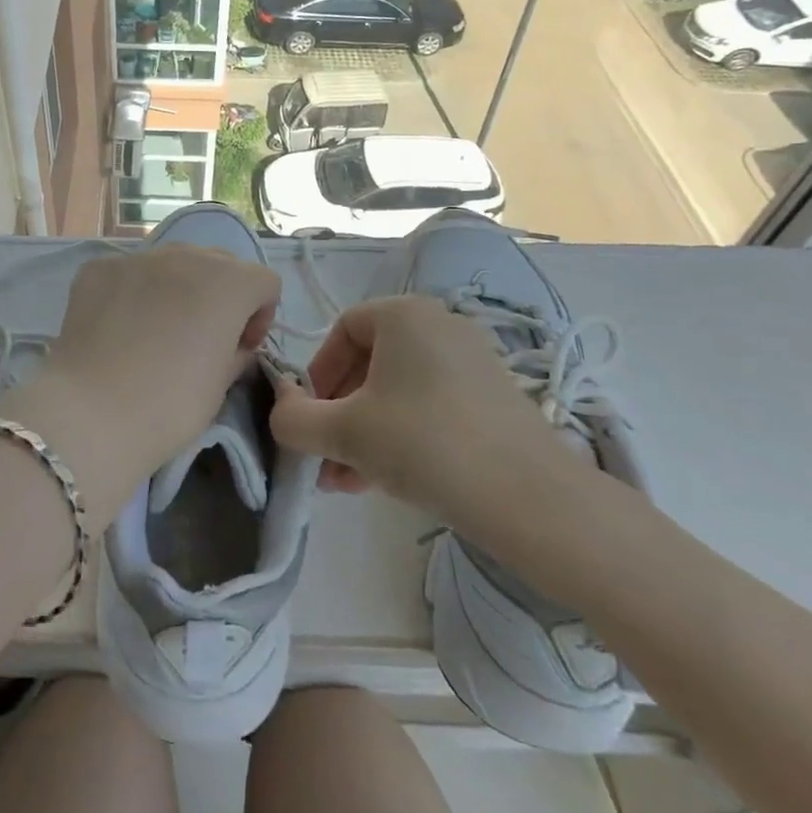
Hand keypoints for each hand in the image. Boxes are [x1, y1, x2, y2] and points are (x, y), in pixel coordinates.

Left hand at [0, 246, 279, 528]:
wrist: (91, 412)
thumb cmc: (170, 404)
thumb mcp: (221, 385)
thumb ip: (236, 352)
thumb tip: (234, 344)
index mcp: (228, 282)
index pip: (263, 283)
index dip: (260, 315)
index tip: (240, 347)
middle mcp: (186, 255)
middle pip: (219, 263)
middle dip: (220, 294)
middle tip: (202, 336)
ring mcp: (138, 257)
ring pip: (172, 262)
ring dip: (177, 287)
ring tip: (156, 329)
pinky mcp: (98, 268)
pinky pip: (129, 272)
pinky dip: (133, 292)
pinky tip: (119, 328)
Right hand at [268, 296, 606, 573]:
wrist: (530, 498)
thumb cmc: (424, 444)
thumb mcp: (343, 432)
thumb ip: (295, 419)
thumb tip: (281, 410)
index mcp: (404, 314)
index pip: (342, 330)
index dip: (317, 373)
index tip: (310, 417)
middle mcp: (439, 325)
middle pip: (370, 363)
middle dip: (339, 413)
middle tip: (326, 458)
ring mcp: (472, 362)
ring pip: (398, 391)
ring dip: (366, 431)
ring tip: (349, 481)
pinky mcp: (493, 399)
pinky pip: (431, 406)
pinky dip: (403, 435)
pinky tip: (389, 480)